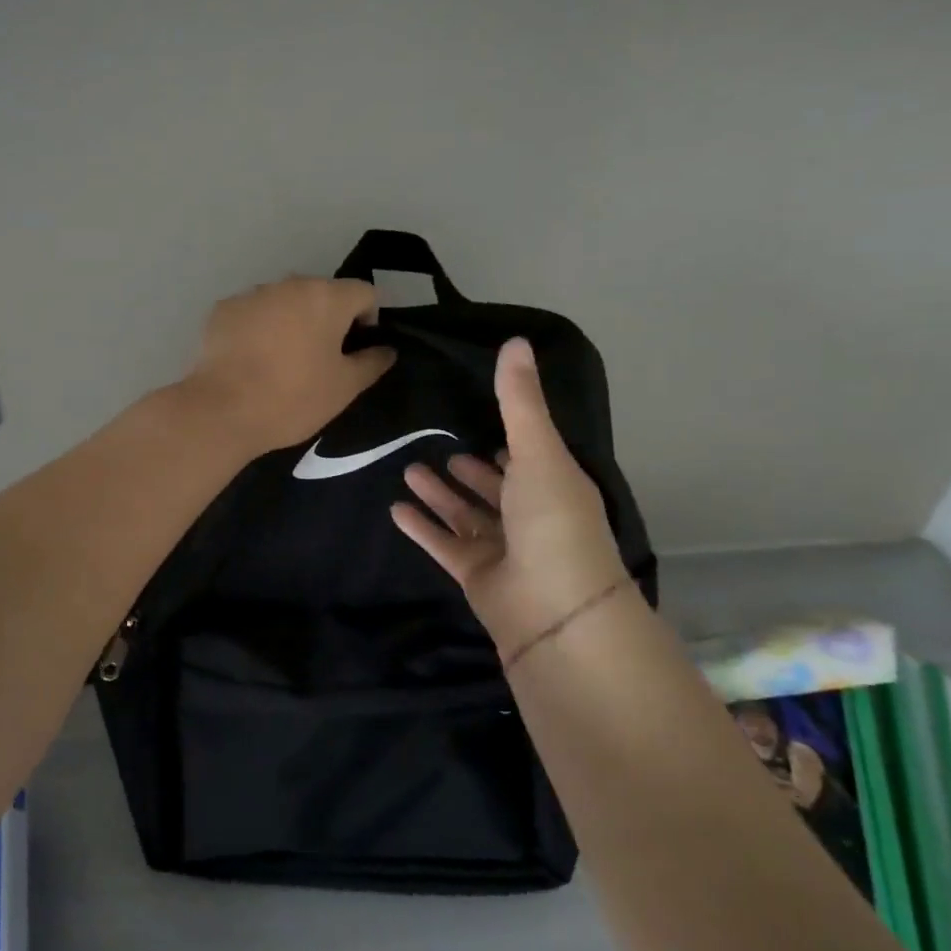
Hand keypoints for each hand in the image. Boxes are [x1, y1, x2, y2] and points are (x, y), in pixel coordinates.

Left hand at [183, 277, 395, 455]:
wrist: (222, 410)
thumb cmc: (293, 399)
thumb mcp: (345, 388)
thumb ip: (372, 362)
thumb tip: (386, 349)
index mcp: (326, 297)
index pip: (364, 292)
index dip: (368, 319)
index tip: (356, 350)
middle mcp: (289, 284)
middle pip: (322, 293)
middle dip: (327, 319)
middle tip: (321, 359)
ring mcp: (252, 294)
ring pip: (284, 302)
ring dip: (291, 321)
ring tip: (282, 361)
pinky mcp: (222, 310)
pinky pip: (253, 313)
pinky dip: (259, 328)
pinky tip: (252, 361)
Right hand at [392, 338, 630, 664]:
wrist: (554, 610)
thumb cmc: (552, 522)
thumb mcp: (538, 452)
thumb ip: (519, 401)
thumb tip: (516, 340)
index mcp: (553, 487)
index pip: (529, 460)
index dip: (509, 443)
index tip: (482, 421)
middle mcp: (530, 517)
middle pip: (495, 489)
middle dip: (469, 471)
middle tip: (437, 449)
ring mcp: (504, 550)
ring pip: (466, 516)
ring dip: (441, 495)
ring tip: (410, 470)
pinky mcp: (476, 576)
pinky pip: (444, 545)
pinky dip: (423, 528)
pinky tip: (396, 509)